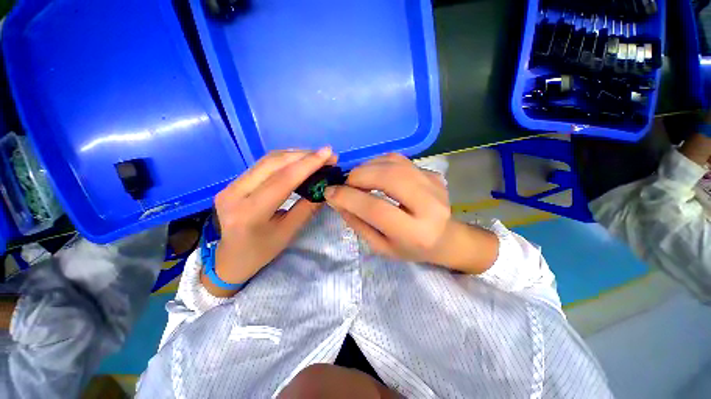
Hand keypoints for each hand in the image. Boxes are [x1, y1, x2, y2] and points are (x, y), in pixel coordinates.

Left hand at [204, 148, 335, 295]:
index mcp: (249, 212)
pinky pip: (263, 164)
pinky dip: (285, 160)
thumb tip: (325, 187)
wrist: (230, 259)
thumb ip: (307, 208)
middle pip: (273, 163)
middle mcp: (234, 193)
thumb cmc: (261, 251)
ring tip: (316, 157)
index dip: (308, 164)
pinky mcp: (233, 182)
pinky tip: (299, 161)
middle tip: (326, 155)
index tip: (329, 153)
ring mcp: (230, 185)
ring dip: (295, 155)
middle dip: (303, 155)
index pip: (283, 180)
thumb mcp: (288, 233)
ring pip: (267, 160)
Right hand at [325, 154, 498, 273]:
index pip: (376, 209)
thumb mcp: (380, 245)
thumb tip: (336, 198)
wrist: (444, 237)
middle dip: (358, 176)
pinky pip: (400, 160)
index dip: (349, 198)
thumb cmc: (410, 248)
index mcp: (415, 233)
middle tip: (346, 184)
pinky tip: (374, 174)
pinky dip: (379, 162)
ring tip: (358, 179)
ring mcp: (434, 185)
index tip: (330, 192)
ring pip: (393, 163)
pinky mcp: (433, 173)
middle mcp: (430, 206)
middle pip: (388, 178)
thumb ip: (357, 222)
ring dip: (367, 167)